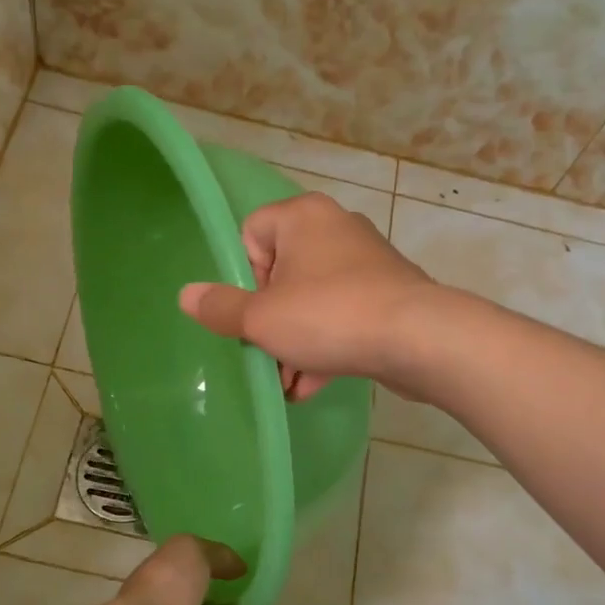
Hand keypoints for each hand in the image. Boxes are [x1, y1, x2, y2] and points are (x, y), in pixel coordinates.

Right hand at [178, 192, 436, 400]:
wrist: (418, 339)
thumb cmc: (329, 317)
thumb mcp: (262, 319)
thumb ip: (221, 308)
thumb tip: (185, 295)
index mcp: (303, 217)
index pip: (252, 232)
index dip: (245, 277)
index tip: (254, 312)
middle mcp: (336, 229)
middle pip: (282, 273)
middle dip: (269, 322)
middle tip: (266, 356)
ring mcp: (367, 263)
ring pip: (313, 301)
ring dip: (295, 344)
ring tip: (287, 384)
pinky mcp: (389, 295)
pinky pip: (344, 317)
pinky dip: (326, 347)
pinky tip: (311, 387)